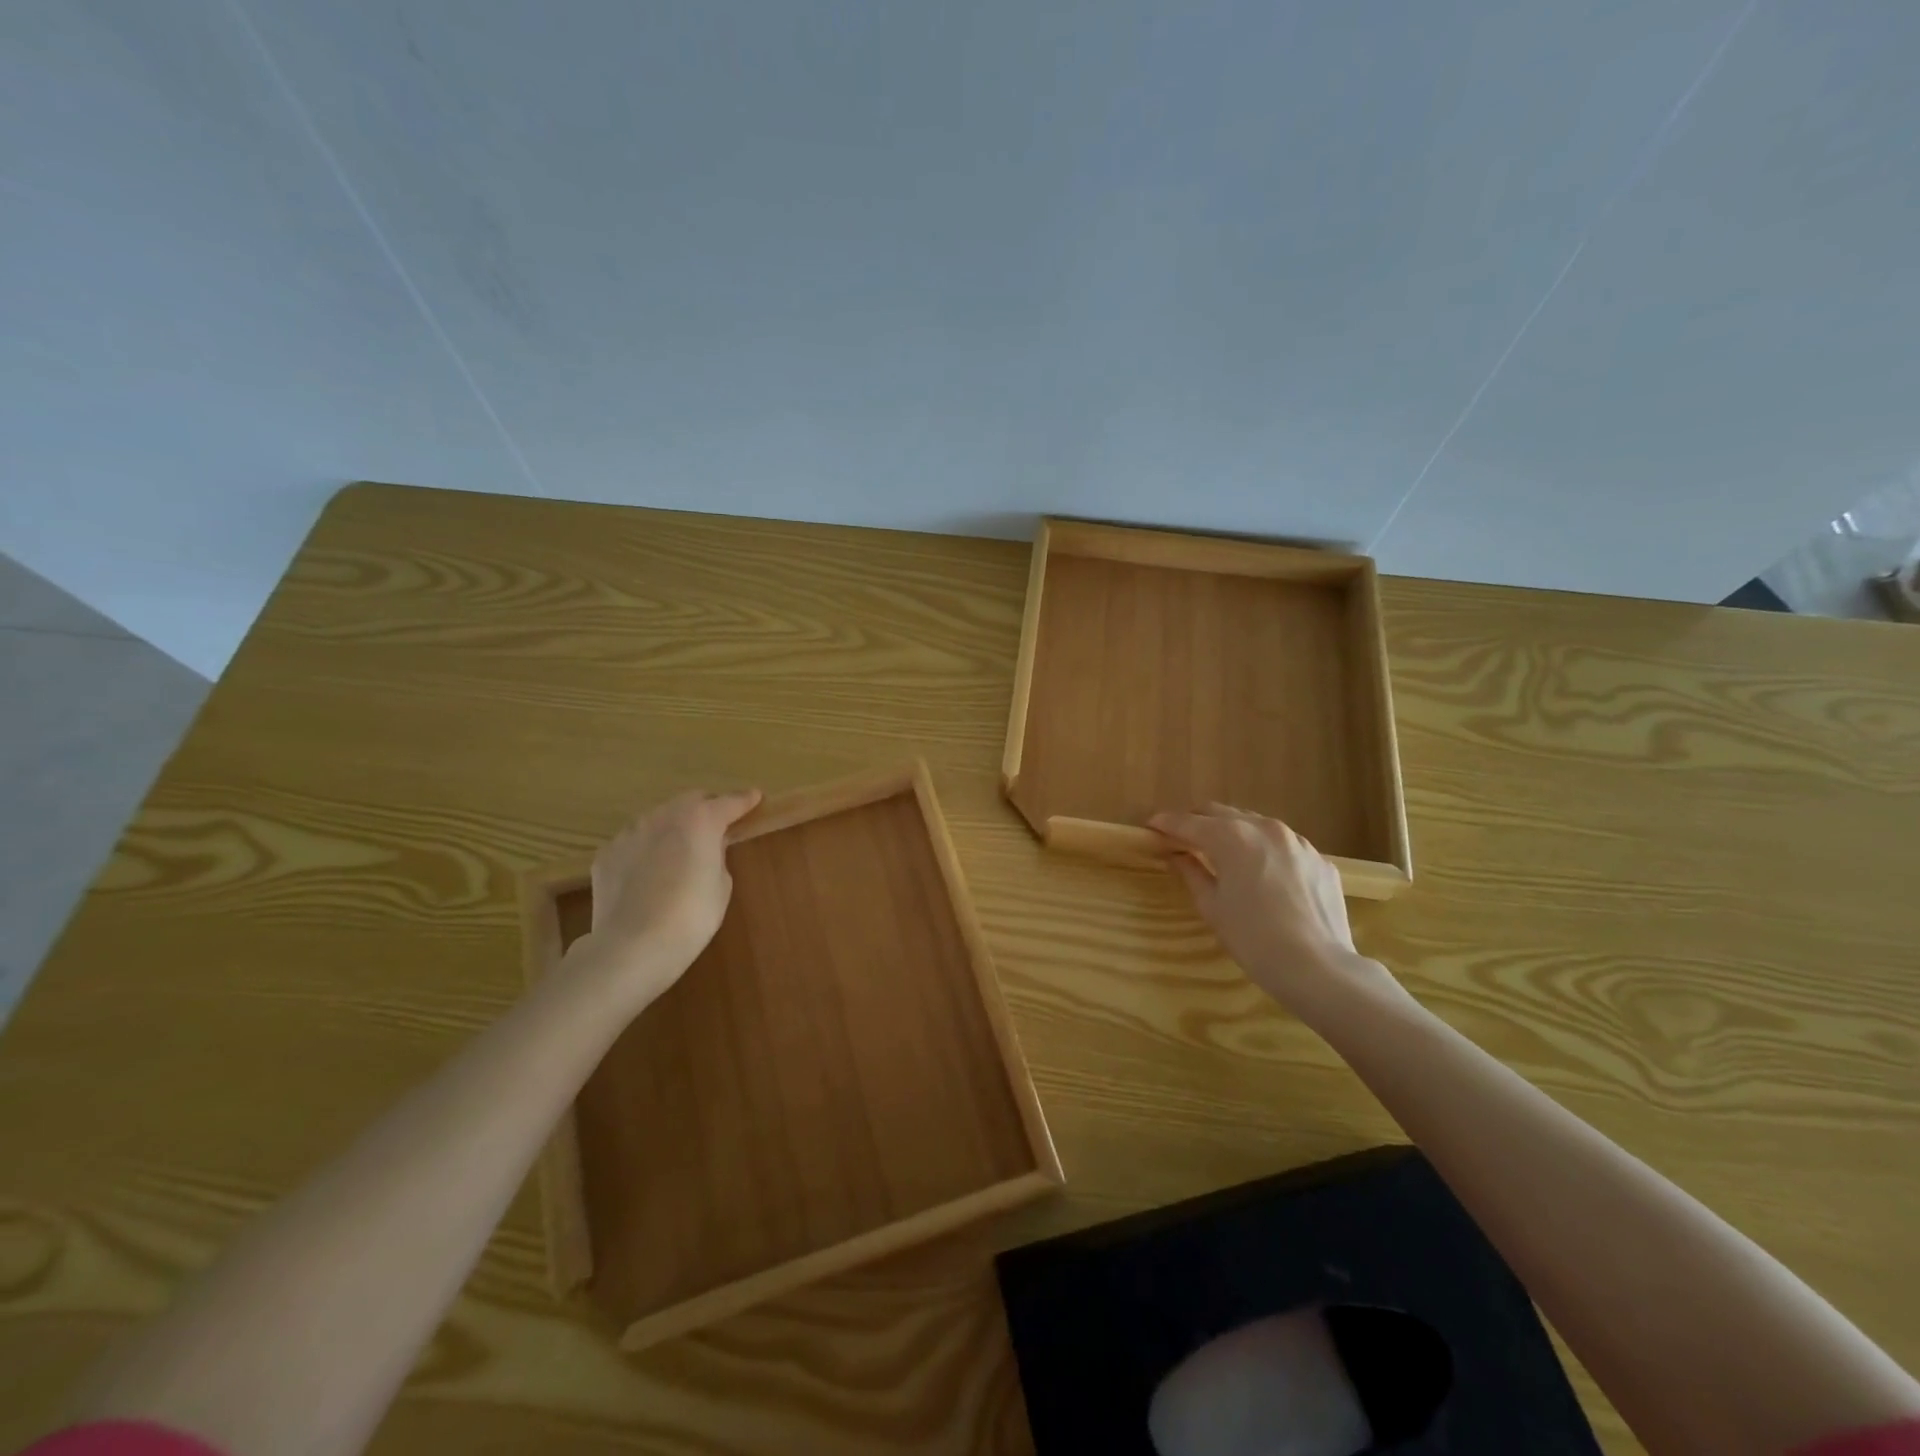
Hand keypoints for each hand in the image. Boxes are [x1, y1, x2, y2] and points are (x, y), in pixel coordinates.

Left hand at [568, 788, 761, 1006]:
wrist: (631, 947)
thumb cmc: (690, 917)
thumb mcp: (721, 886)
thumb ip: (718, 856)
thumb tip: (708, 848)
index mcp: (701, 820)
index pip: (729, 802)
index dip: (745, 800)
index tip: (755, 797)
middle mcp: (664, 816)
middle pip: (691, 800)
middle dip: (707, 808)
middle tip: (717, 826)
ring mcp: (630, 832)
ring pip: (659, 818)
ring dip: (674, 826)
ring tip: (679, 852)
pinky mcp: (607, 853)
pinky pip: (634, 842)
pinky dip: (646, 848)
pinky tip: (648, 874)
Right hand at [1150, 804, 1405, 1023]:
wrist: (1318, 968)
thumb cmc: (1253, 938)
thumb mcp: (1212, 906)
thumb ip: (1192, 872)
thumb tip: (1177, 856)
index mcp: (1232, 837)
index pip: (1189, 822)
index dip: (1167, 823)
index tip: (1151, 826)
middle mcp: (1264, 828)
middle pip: (1222, 813)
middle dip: (1199, 821)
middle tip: (1182, 837)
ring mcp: (1297, 842)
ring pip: (1255, 824)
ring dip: (1233, 832)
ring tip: (1221, 852)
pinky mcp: (1319, 860)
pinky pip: (1283, 846)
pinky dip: (1264, 851)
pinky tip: (1262, 874)